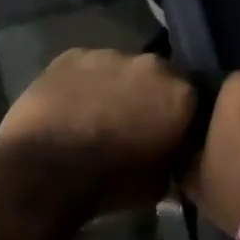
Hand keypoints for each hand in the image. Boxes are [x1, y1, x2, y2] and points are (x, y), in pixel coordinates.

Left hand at [0, 49, 194, 213]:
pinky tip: (71, 107)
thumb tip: (169, 155)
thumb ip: (173, 159)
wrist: (46, 169)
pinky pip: (85, 68)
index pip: (193, 100)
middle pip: (157, 77)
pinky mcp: (70, 55)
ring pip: (120, 69)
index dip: (180, 117)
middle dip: (149, 96)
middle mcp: (151, 65)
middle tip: (133, 123)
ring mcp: (108, 55)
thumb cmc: (111, 183)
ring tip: (97, 116)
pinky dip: (83, 84)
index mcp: (181, 95)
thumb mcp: (160, 184)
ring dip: (115, 87)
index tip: (169, 133)